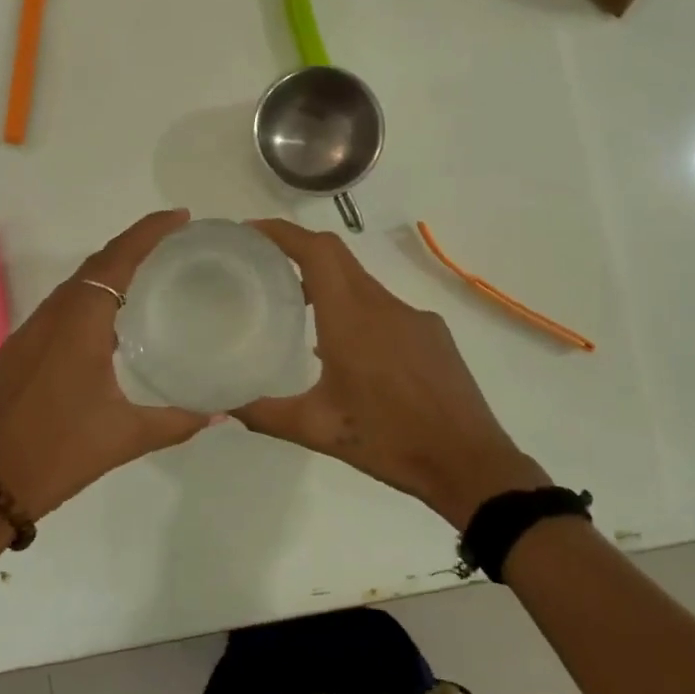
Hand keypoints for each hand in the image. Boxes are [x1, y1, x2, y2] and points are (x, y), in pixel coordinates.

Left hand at [0, 210, 208, 519]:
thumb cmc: (56, 453)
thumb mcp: (124, 438)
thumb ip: (176, 421)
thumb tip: (218, 413)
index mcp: (79, 322)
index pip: (118, 259)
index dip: (149, 232)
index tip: (181, 217)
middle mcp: (52, 316)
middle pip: (96, 264)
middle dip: (135, 245)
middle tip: (175, 243)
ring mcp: (30, 333)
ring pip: (75, 285)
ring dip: (111, 271)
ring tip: (151, 275)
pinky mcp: (19, 352)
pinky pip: (61, 307)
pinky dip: (91, 297)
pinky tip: (112, 323)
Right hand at [231, 220, 550, 528]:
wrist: (470, 462)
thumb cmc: (389, 442)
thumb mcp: (318, 430)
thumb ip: (265, 414)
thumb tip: (225, 402)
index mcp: (351, 319)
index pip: (317, 251)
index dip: (283, 232)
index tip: (252, 230)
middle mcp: (383, 305)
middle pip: (337, 257)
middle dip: (300, 250)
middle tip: (265, 265)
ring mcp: (414, 316)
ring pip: (362, 283)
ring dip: (329, 285)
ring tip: (300, 310)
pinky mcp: (433, 332)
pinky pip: (386, 307)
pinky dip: (358, 311)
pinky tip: (352, 352)